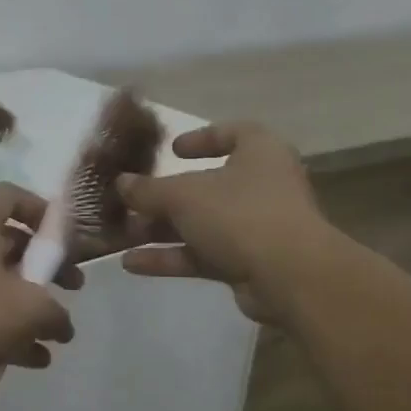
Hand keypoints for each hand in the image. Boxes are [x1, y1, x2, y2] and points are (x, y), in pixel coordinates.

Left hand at [0, 183, 81, 410]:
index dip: (42, 210)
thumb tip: (62, 324)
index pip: (11, 196)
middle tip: (73, 286)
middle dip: (47, 267)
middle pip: (11, 243)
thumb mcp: (29, 309)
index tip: (67, 238)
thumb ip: (56, 311)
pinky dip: (12, 332)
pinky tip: (36, 359)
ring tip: (59, 333)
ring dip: (33, 306)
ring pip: (2, 283)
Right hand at [118, 122, 326, 326]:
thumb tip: (121, 183)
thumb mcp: (184, 195)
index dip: (201, 138)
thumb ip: (148, 189)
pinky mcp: (248, 262)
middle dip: (164, 197)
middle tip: (130, 202)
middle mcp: (261, 185)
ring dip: (161, 231)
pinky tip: (132, 264)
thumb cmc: (240, 214)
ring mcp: (256, 226)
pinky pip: (203, 254)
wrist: (288, 276)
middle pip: (206, 186)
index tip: (172, 150)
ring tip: (121, 237)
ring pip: (200, 224)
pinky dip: (171, 257)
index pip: (233, 134)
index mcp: (259, 152)